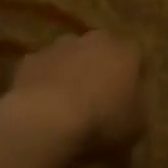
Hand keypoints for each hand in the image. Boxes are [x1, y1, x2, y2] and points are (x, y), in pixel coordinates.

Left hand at [4, 30, 145, 157]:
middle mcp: (94, 40)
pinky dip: (43, 82)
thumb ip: (136, 109)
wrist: (46, 118)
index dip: (132, 75)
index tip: (128, 96)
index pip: (135, 56)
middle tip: (96, 97)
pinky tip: (40, 107)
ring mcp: (60, 46)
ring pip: (69, 55)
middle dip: (99, 68)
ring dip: (70, 72)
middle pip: (101, 50)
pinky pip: (42, 69)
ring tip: (65, 103)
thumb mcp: (135, 127)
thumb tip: (131, 105)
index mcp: (125, 53)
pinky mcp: (31, 59)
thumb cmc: (101, 122)